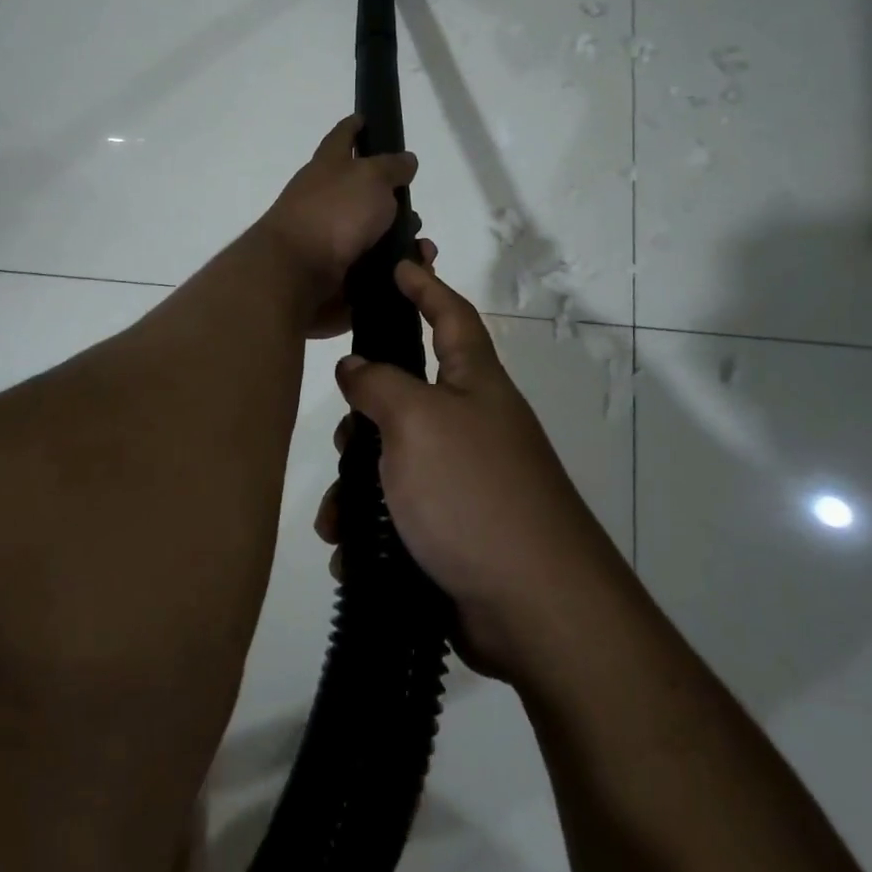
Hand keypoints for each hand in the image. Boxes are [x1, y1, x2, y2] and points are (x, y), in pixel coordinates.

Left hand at [255, 115, 421, 336]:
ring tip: (423, 251)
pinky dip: (395, 271)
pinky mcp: (337, 273)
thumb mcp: (370, 178)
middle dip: (393, 200)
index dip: (353, 127)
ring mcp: (329, 238)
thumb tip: (405, 160)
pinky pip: (374, 269)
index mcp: (328, 167)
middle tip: (415, 208)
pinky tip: (412, 274)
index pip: (341, 137)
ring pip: (374, 234)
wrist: (297, 273)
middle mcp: (325, 200)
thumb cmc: (334, 213)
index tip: (364, 118)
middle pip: (363, 192)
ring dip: (401, 241)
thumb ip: (391, 167)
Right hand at [314, 260, 622, 683]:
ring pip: (396, 462)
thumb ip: (380, 384)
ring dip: (359, 487)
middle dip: (367, 417)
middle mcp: (474, 425)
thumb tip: (356, 367)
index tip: (399, 265)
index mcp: (476, 384)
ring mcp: (467, 481)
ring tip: (337, 520)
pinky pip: (401, 515)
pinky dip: (373, 530)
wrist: (534, 607)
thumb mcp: (417, 422)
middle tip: (345, 440)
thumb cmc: (472, 491)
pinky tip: (352, 554)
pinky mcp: (456, 531)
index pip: (452, 316)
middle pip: (410, 396)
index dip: (426, 286)